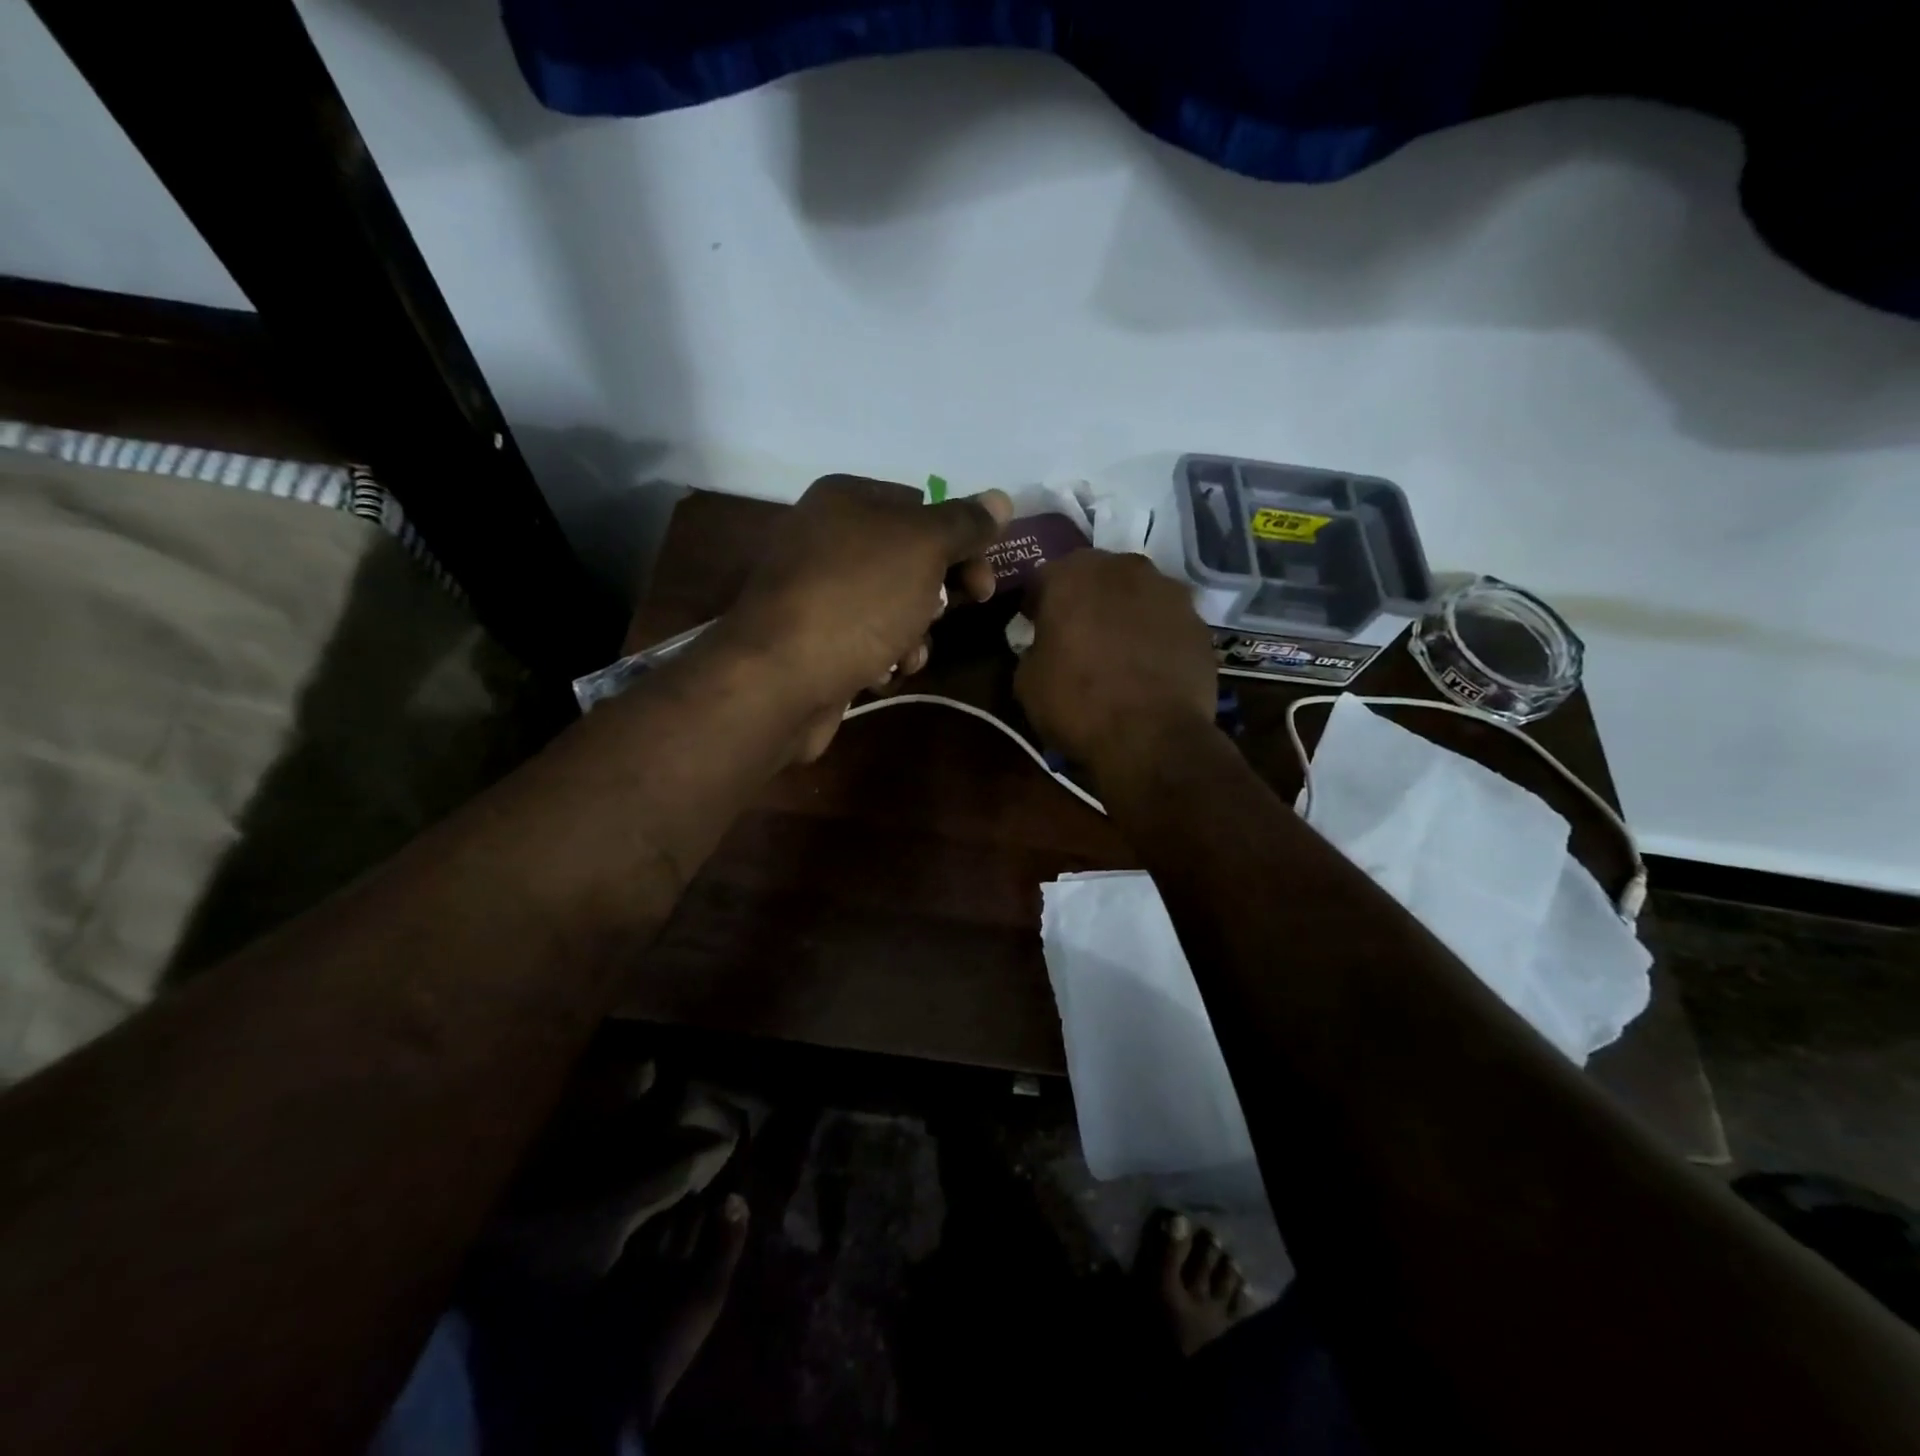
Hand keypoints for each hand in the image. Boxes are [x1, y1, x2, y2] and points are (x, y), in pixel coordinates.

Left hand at [710, 475, 1011, 756]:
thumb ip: (964, 523)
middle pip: (908, 561)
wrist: (779, 678)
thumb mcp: (922, 548)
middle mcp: (826, 539)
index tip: (983, 584)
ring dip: (912, 635)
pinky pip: (865, 642)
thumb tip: (1001, 499)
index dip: (961, 544)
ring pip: (891, 607)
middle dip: (936, 596)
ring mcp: (816, 593)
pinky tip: (879, 675)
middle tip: (945, 617)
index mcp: (846, 500)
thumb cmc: (857, 599)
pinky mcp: (813, 641)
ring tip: (905, 655)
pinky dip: (881, 658)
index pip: (923, 508)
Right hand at [1015, 550, 1217, 768]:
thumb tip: (1047, 647)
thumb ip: (1035, 648)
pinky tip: (1150, 667)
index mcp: (1071, 575)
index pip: (1043, 578)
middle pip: (1096, 576)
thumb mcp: (1027, 681)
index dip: (1037, 605)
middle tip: (1078, 636)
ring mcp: (1168, 591)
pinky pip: (1166, 621)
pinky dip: (1156, 636)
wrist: (1152, 738)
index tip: (1034, 629)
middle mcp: (1123, 568)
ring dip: (1124, 613)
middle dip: (1085, 600)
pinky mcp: (1198, 621)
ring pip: (1136, 594)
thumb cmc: (1078, 704)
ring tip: (1119, 652)